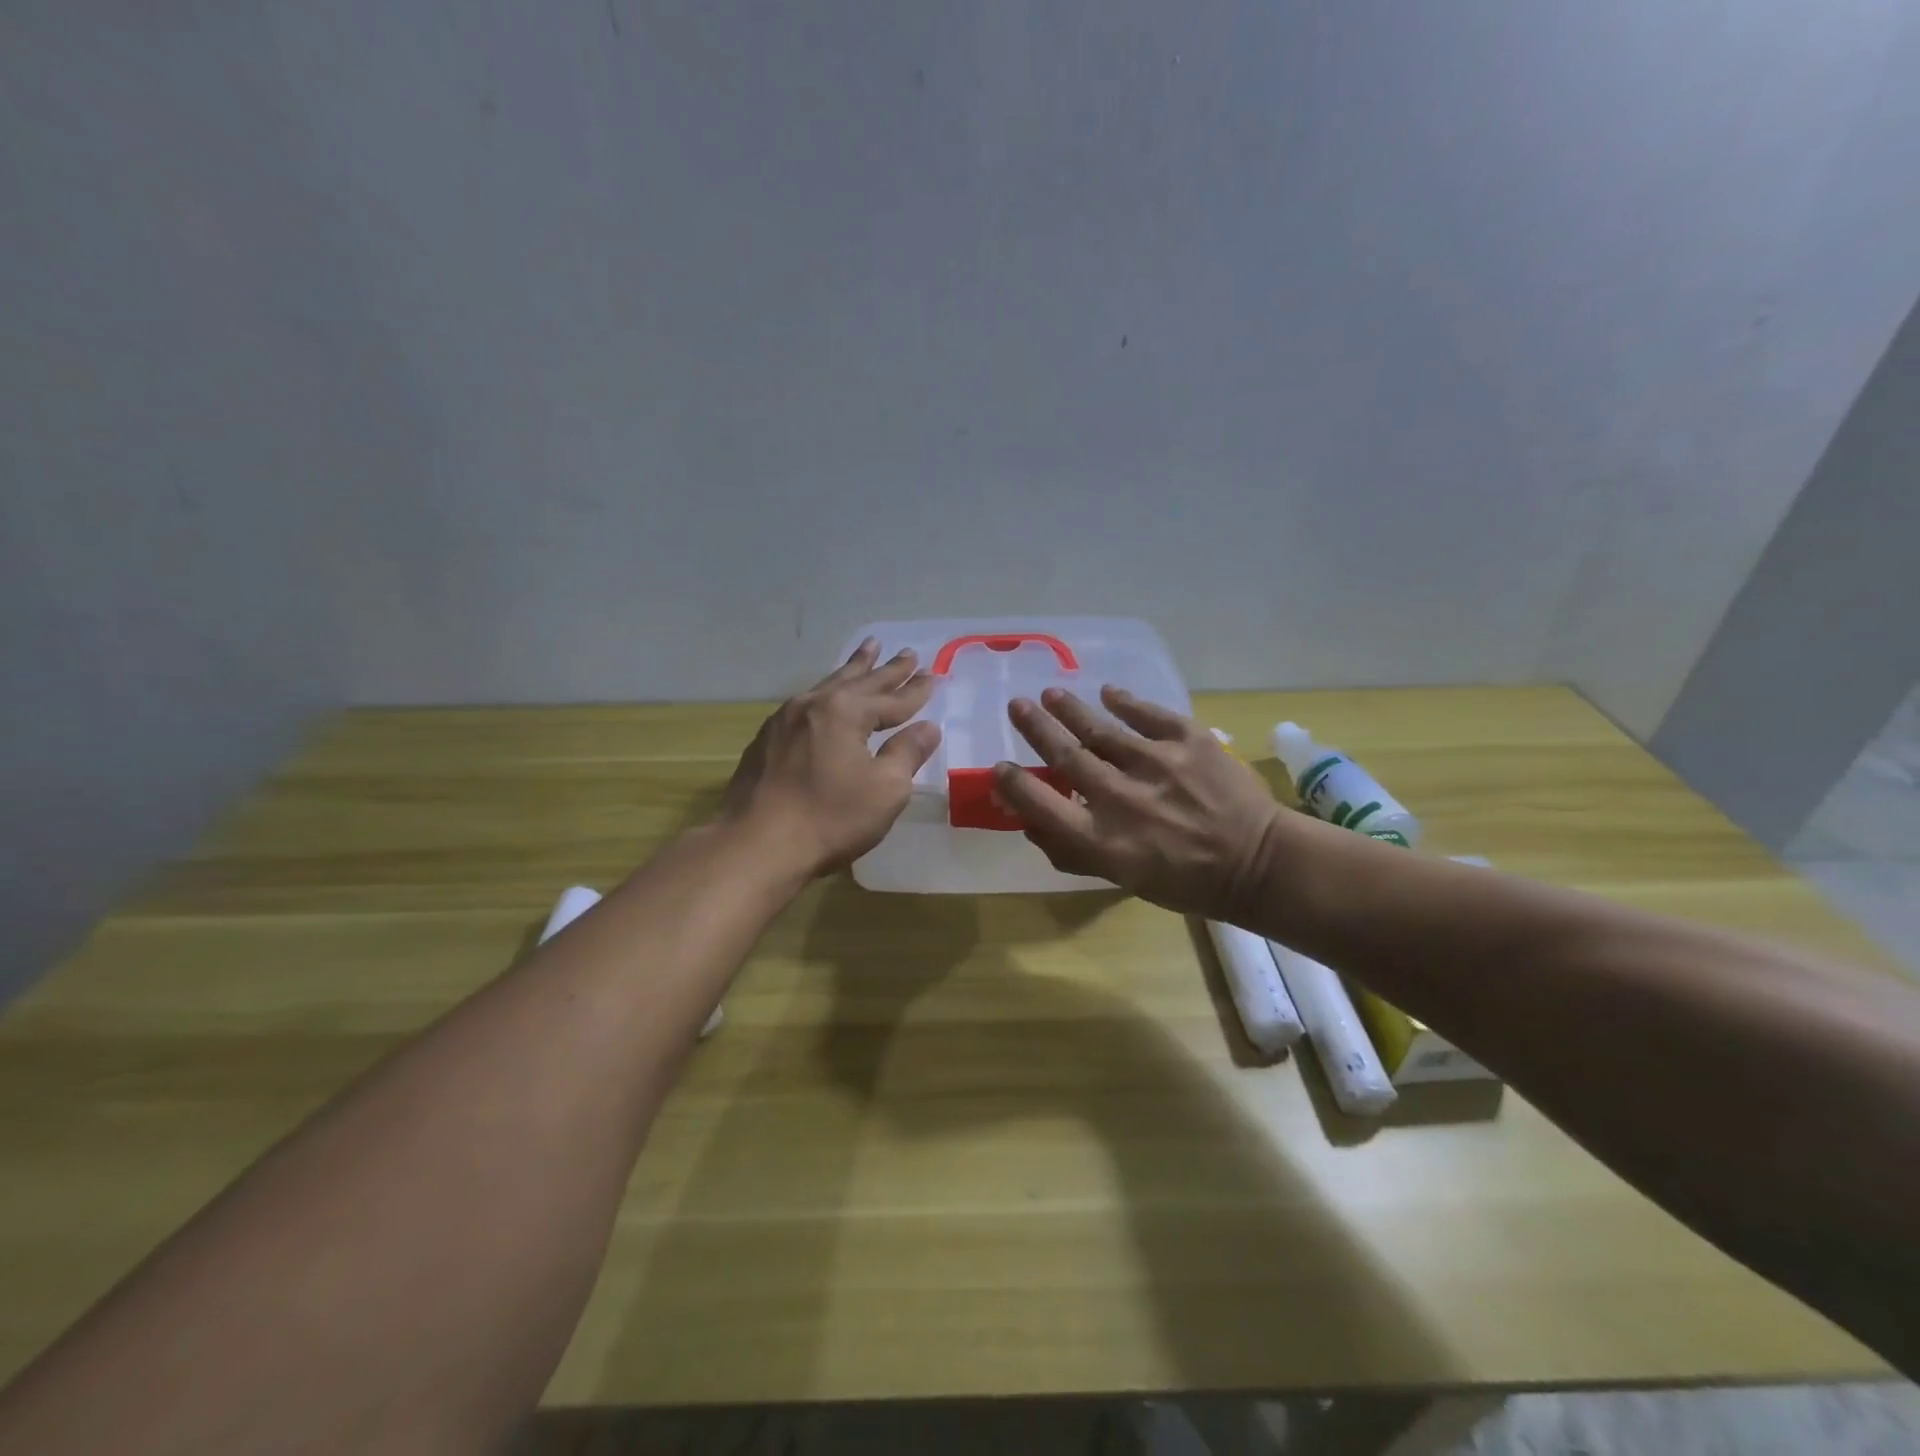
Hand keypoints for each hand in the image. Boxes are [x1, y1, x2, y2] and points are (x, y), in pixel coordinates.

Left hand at [721, 638, 941, 877]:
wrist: (756, 845)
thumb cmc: (829, 818)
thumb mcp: (885, 789)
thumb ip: (907, 753)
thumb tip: (928, 728)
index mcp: (845, 712)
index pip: (891, 698)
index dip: (915, 690)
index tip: (933, 674)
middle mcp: (813, 704)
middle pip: (859, 681)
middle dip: (886, 670)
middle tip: (906, 653)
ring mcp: (784, 720)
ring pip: (828, 686)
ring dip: (853, 669)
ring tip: (868, 650)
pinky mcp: (766, 740)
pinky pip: (806, 704)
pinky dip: (827, 692)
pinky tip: (825, 695)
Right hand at [994, 687, 1284, 920]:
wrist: (1257, 863)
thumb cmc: (1183, 880)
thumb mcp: (1121, 878)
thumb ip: (1071, 850)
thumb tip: (1027, 821)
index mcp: (1103, 840)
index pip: (1041, 806)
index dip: (1014, 784)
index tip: (1000, 766)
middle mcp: (1122, 798)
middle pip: (1066, 755)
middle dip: (1036, 728)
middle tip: (1017, 706)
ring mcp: (1157, 764)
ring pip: (1100, 728)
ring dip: (1070, 708)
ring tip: (1051, 694)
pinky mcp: (1190, 741)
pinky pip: (1148, 713)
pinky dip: (1125, 701)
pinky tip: (1108, 693)